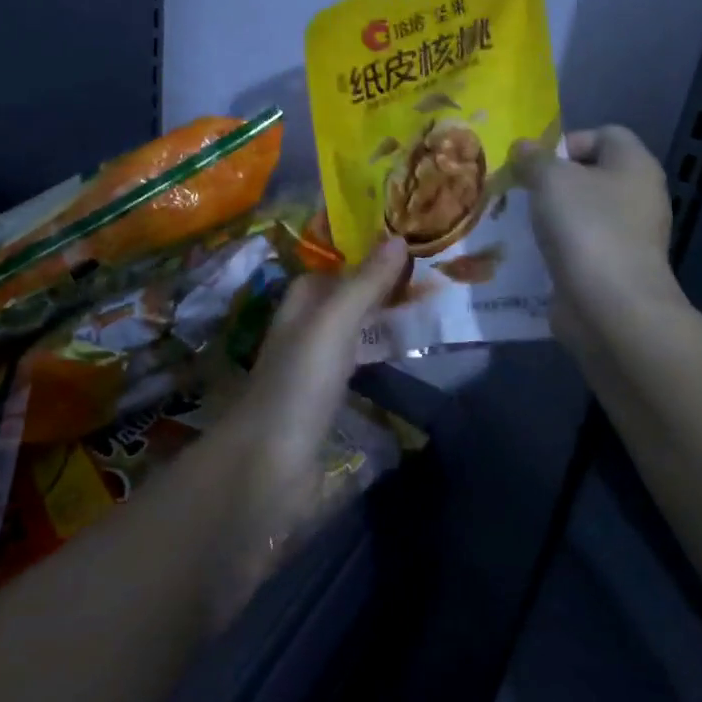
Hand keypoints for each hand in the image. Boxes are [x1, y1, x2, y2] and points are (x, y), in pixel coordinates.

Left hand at [210, 238, 408, 618]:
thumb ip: (364, 283)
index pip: (329, 272)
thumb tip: (398, 237)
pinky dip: (381, 363)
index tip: (406, 249)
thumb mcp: (334, 322)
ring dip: (382, 327)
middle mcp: (304, 334)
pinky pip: (359, 374)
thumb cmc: (299, 381)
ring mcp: (314, 374)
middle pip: (343, 303)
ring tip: (431, 318)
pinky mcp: (327, 410)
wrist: (270, 464)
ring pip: (352, 338)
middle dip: (378, 292)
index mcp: (299, 307)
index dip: (361, 258)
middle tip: (431, 283)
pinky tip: (408, 367)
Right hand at [513, 126, 682, 360]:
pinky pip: (580, 245)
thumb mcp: (551, 179)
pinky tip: (533, 253)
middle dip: (552, 181)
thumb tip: (523, 147)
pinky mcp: (614, 268)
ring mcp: (630, 235)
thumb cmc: (586, 228)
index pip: (604, 134)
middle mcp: (639, 196)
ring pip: (583, 212)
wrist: (611, 307)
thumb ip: (533, 159)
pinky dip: (558, 247)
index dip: (567, 141)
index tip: (535, 163)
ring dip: (551, 216)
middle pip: (590, 174)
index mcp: (635, 165)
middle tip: (520, 191)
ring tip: (521, 222)